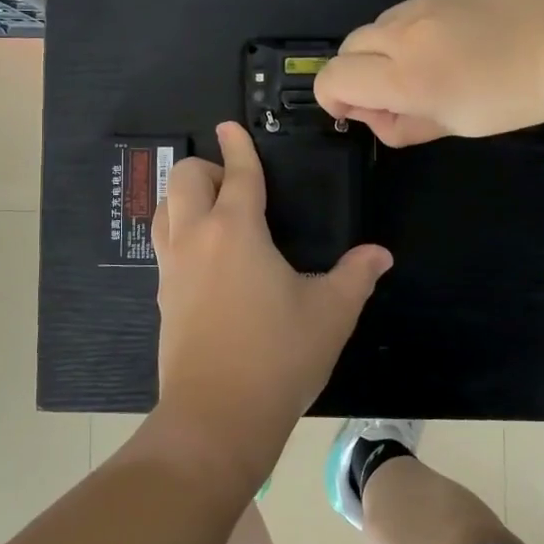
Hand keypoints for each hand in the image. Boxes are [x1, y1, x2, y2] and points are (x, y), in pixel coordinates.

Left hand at [152, 123, 392, 478]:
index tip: (231, 127)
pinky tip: (204, 256)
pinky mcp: (162, 296)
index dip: (237, 146)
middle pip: (184, 179)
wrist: (217, 416)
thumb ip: (356, 275)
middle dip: (205, 167)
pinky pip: (163, 244)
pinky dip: (178, 231)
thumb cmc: (278, 357)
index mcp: (236, 230)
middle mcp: (196, 238)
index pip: (236, 173)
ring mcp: (172, 267)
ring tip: (213, 211)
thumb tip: (381, 254)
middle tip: (232, 182)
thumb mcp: (331, 314)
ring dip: (184, 197)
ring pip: (164, 209)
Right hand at [315, 0, 543, 145]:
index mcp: (403, 75)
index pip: (332, 79)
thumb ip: (406, 125)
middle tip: (397, 92)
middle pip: (348, 48)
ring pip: (380, 25)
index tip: (361, 112)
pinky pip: (414, 7)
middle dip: (358, 73)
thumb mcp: (459, 124)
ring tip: (435, 62)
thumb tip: (379, 119)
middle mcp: (402, 32)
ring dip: (387, 49)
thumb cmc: (520, 96)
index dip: (334, 99)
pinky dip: (417, 27)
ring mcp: (425, 0)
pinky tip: (461, 37)